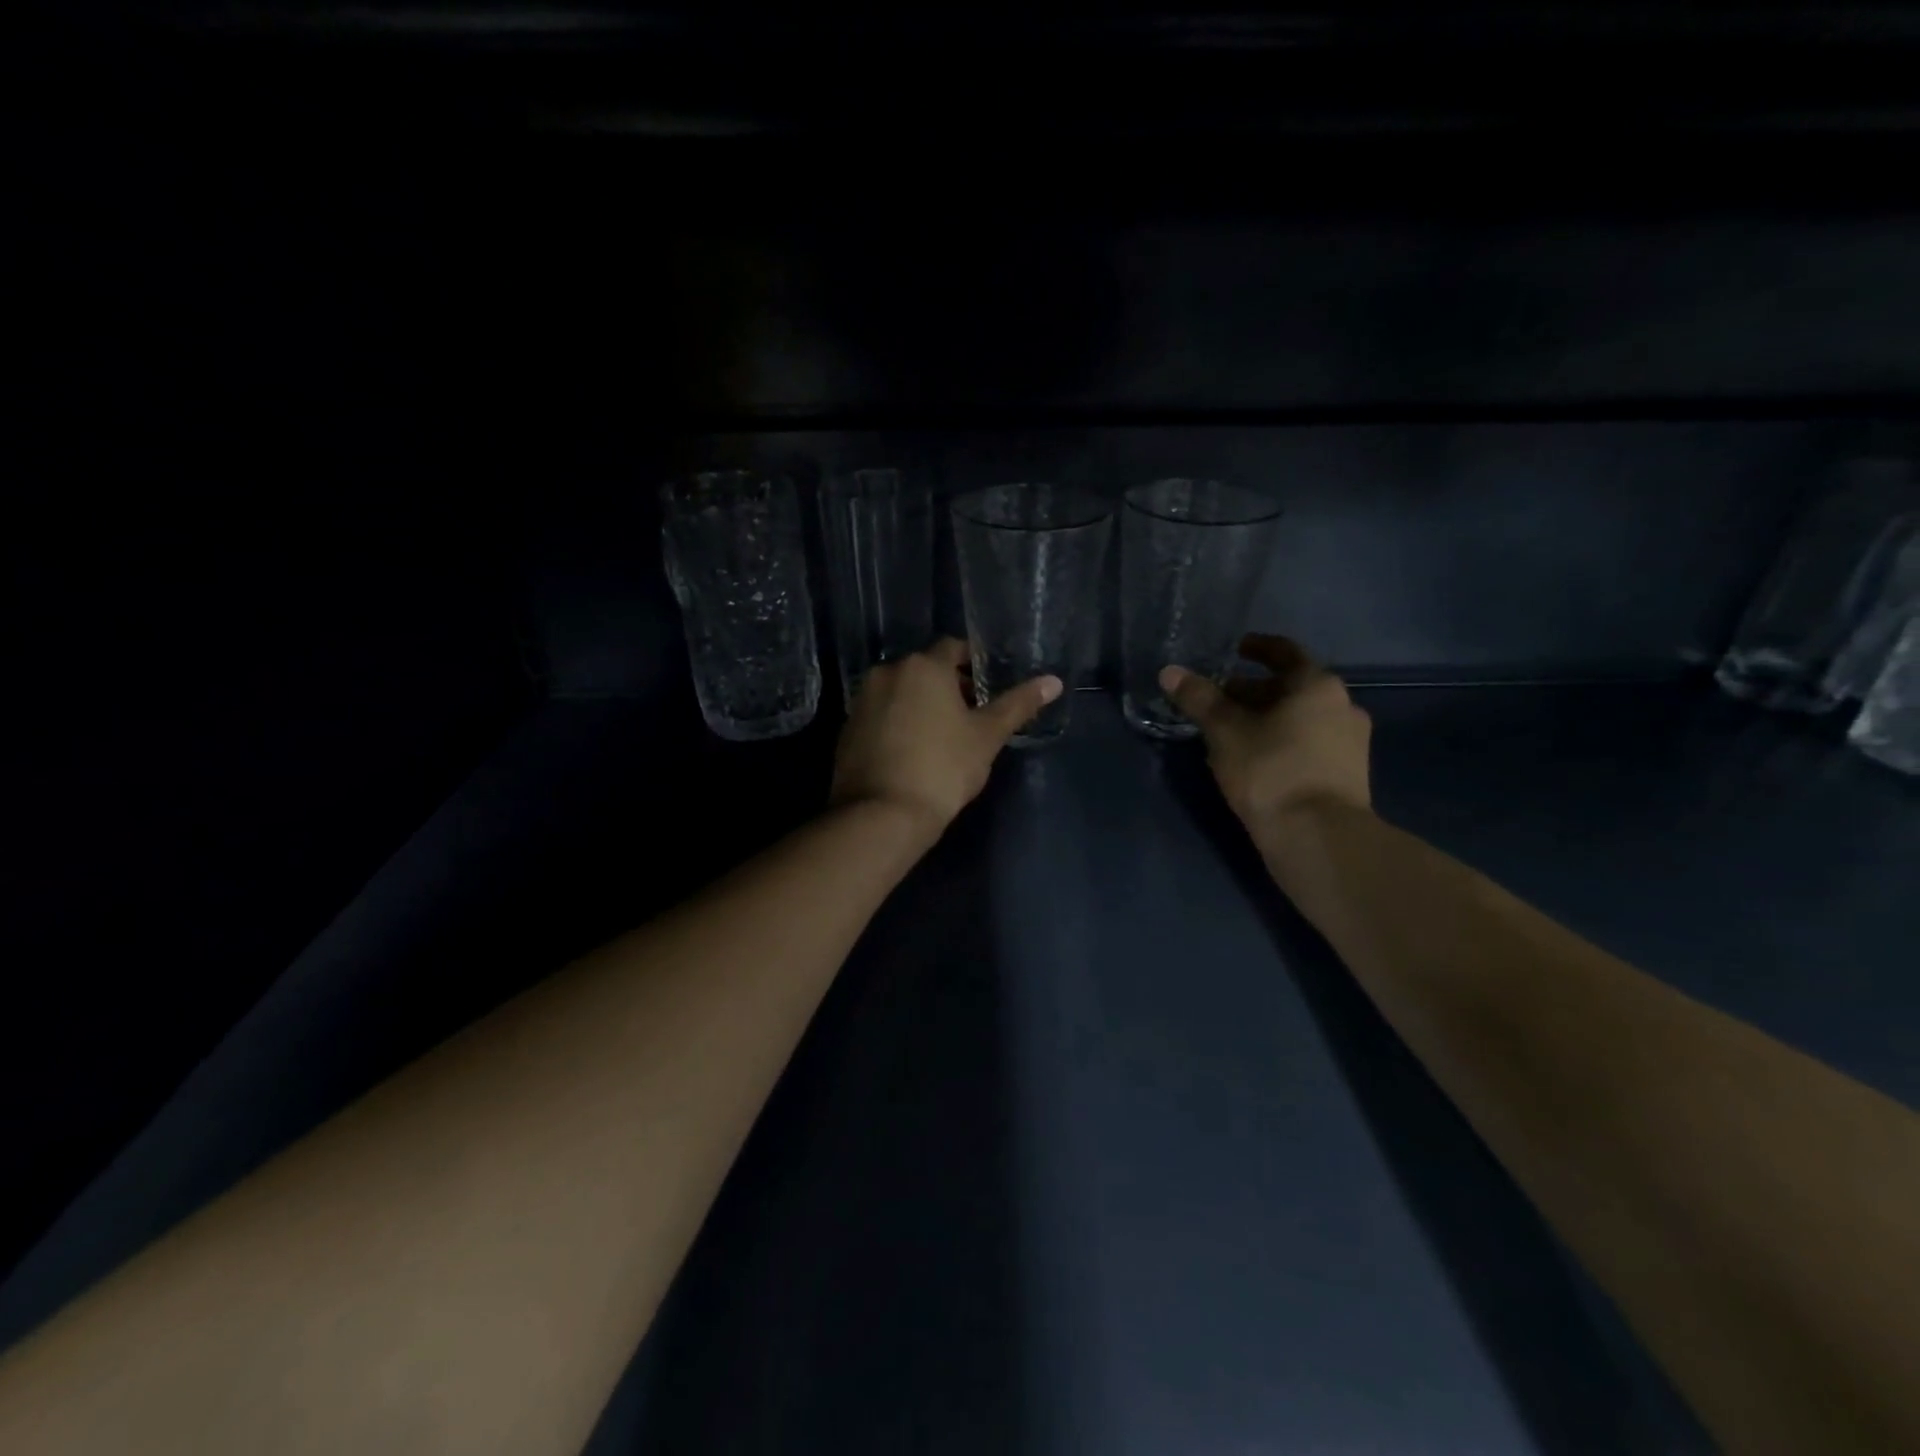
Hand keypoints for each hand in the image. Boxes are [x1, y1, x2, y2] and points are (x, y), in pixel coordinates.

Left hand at [830, 639, 1062, 836]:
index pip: (953, 648)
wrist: (882, 814)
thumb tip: (1053, 681)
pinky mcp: (847, 729)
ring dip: (921, 703)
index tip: (987, 685)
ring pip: (900, 692)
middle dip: (948, 685)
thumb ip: (1018, 705)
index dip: (973, 664)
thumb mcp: (987, 736)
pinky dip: (898, 722)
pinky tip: (913, 751)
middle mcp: (887, 672)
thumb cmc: (943, 768)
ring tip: (943, 735)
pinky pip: (881, 715)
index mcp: (923, 666)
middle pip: (925, 669)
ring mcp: (862, 700)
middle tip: (972, 714)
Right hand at [1161, 633, 1371, 828]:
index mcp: (1317, 685)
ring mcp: (1351, 743)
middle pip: (1291, 688)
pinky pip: (1310, 745)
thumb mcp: (1225, 731)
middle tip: (1218, 701)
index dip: (1255, 648)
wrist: (1318, 837)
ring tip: (1231, 734)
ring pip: (1301, 718)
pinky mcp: (1348, 775)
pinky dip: (1283, 742)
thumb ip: (1199, 699)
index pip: (1284, 652)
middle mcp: (1343, 706)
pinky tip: (1256, 761)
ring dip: (1267, 720)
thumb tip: (1170, 672)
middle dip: (1253, 692)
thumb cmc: (1270, 770)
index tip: (1233, 650)